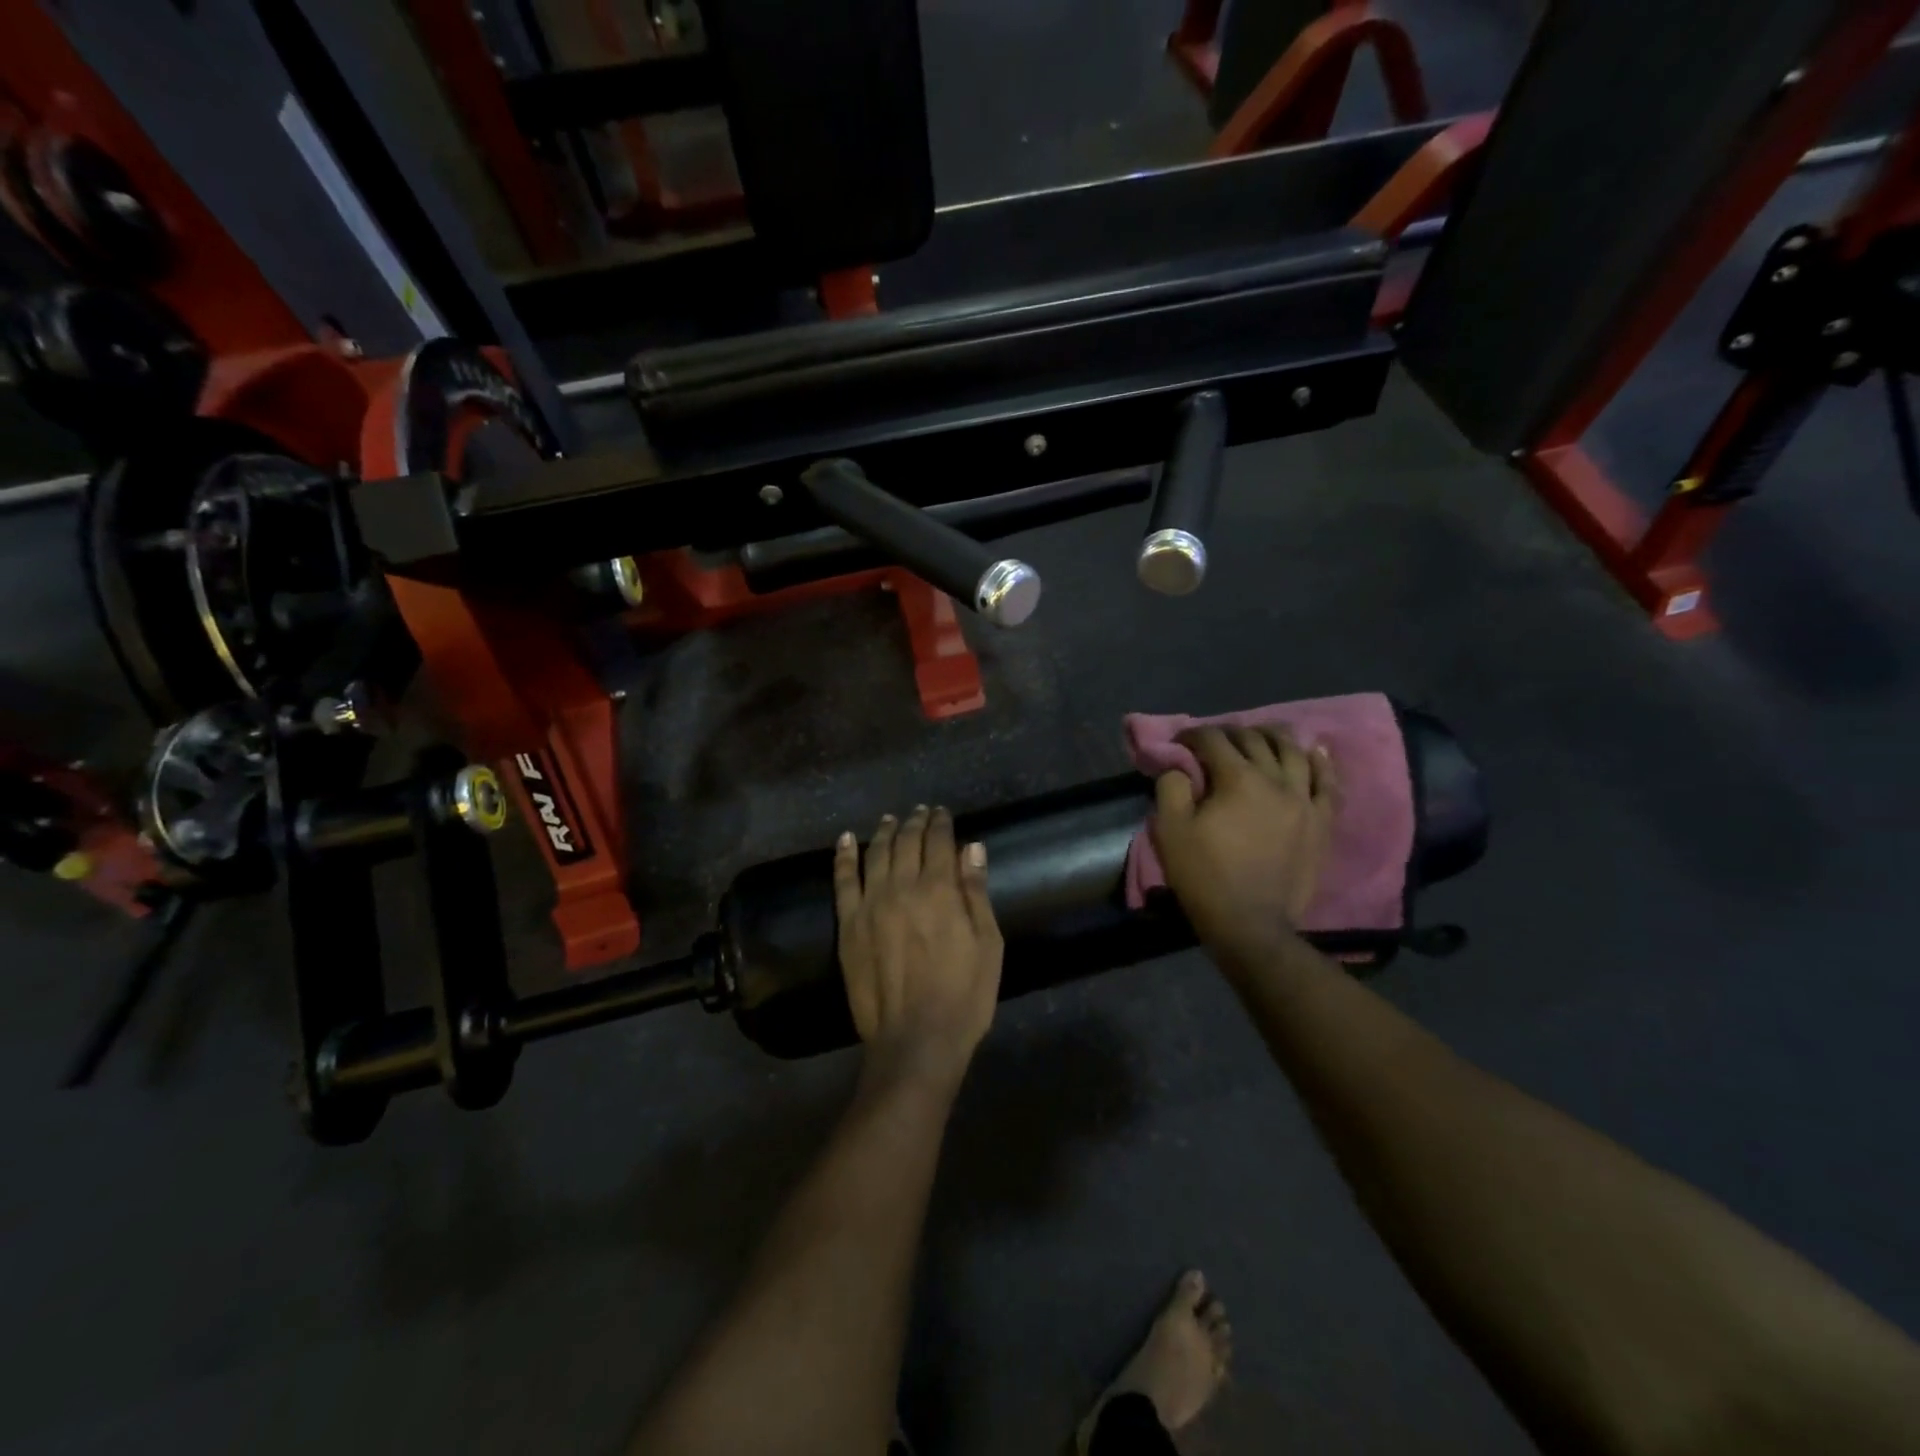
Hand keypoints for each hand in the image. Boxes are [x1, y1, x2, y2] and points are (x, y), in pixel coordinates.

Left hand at [834, 805, 1004, 1086]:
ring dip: (883, 832)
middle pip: (906, 843)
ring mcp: (870, 905)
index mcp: (940, 891)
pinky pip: (843, 881)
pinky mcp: (848, 925)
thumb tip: (971, 847)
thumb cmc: (963, 996)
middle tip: (919, 812)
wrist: (915, 1040)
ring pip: (875, 854)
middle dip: (914, 823)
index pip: (938, 842)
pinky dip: (843, 857)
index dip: (940, 823)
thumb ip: (976, 893)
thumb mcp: (987, 945)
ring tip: (889, 820)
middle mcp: (902, 888)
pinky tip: (845, 840)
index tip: (942, 813)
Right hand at [1151, 726, 1339, 961]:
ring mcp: (1304, 801)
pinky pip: (1328, 784)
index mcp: (1237, 779)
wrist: (1250, 923)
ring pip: (1294, 753)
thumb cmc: (1204, 875)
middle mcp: (1276, 780)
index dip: (1193, 735)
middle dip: (1230, 733)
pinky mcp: (1321, 822)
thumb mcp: (1170, 830)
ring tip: (1261, 735)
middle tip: (1214, 741)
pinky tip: (1315, 750)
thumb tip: (1179, 766)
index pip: (1214, 740)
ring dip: (1274, 737)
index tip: (1180, 743)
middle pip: (1254, 740)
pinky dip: (1321, 763)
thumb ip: (1171, 787)